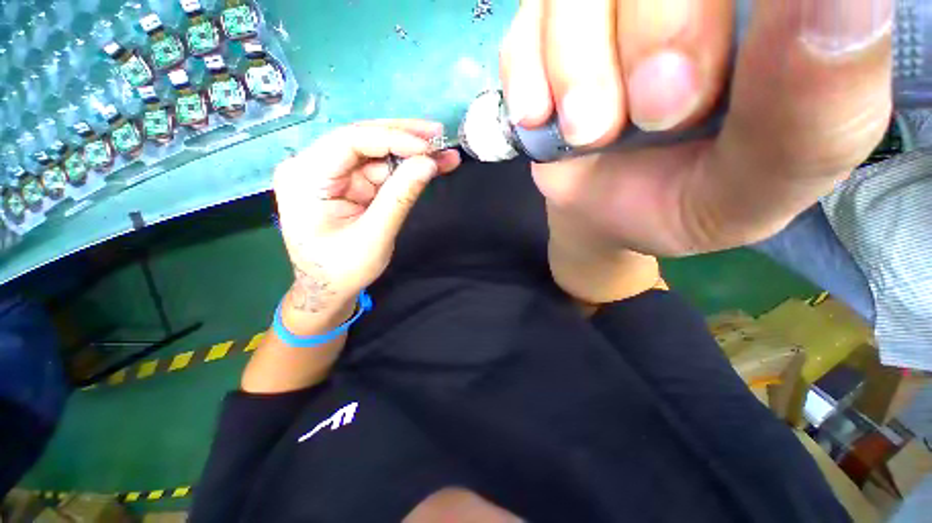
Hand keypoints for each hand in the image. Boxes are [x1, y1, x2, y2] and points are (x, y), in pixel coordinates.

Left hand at [273, 120, 460, 323]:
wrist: (329, 290)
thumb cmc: (343, 270)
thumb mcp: (374, 236)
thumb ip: (400, 197)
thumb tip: (429, 163)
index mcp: (305, 177)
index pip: (349, 142)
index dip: (393, 139)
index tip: (429, 146)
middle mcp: (313, 167)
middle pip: (363, 140)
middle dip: (405, 139)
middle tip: (440, 135)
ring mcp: (332, 174)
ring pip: (377, 154)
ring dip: (412, 155)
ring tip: (444, 155)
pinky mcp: (349, 184)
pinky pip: (381, 170)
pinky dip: (407, 170)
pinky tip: (431, 166)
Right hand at [500, 0, 891, 254]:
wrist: (605, 213)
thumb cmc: (685, 202)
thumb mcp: (759, 185)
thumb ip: (814, 114)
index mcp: (770, 13)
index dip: (703, 10)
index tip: (703, 85)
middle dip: (652, 33)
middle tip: (651, 116)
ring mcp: (602, 7)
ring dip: (575, 68)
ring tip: (588, 133)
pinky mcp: (543, 38)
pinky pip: (523, 30)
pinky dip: (526, 76)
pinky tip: (540, 118)